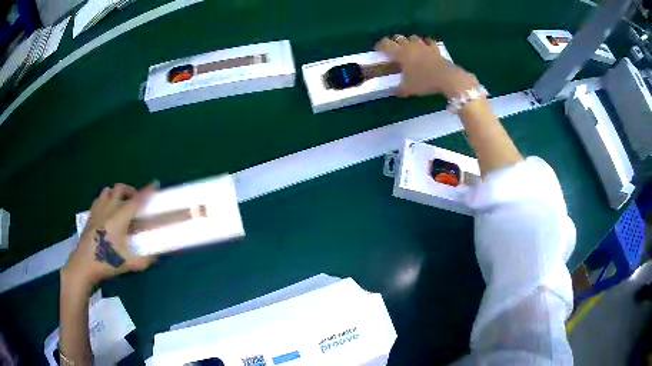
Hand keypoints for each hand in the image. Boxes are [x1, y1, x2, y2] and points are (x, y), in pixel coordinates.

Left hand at [61, 183, 157, 291]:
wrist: (84, 264)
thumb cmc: (107, 262)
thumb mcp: (129, 264)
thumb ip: (146, 259)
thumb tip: (158, 257)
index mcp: (120, 217)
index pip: (136, 200)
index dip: (147, 191)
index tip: (155, 184)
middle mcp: (109, 208)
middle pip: (120, 189)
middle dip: (131, 190)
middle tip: (136, 200)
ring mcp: (97, 210)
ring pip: (108, 190)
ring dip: (117, 193)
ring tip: (121, 204)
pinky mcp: (90, 215)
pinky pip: (99, 198)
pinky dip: (106, 198)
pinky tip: (107, 210)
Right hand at [375, 35, 478, 98]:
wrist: (446, 77)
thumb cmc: (423, 81)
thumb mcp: (408, 89)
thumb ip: (400, 89)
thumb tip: (395, 91)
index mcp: (400, 53)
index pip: (385, 44)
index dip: (380, 46)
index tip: (377, 50)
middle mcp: (410, 46)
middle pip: (398, 37)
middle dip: (394, 42)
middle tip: (393, 49)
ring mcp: (423, 46)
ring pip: (412, 37)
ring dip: (409, 41)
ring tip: (409, 47)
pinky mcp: (435, 48)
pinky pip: (428, 41)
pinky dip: (425, 43)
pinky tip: (425, 48)